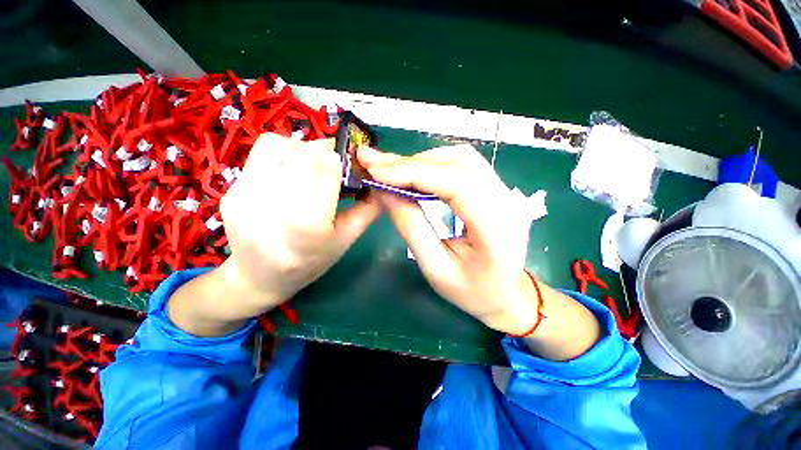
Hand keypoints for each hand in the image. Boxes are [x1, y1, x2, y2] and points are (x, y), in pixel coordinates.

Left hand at [218, 133, 381, 314]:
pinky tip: (289, 174)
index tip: (351, 164)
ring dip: (302, 149)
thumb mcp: (346, 241)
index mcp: (307, 223)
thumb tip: (378, 181)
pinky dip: (283, 155)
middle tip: (335, 165)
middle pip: (303, 152)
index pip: (326, 166)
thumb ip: (367, 210)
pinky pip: (261, 154)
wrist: (258, 278)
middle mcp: (272, 205)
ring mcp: (245, 195)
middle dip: (325, 152)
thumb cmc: (310, 263)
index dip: (343, 159)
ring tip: (310, 168)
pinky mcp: (231, 190)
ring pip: (279, 145)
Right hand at [357, 144, 537, 334]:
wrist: (505, 294)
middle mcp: (506, 201)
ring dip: (421, 160)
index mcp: (497, 228)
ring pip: (460, 158)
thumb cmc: (471, 292)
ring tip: (390, 169)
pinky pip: (463, 164)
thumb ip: (411, 227)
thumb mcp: (435, 268)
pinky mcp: (495, 188)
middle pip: (458, 164)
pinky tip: (414, 172)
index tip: (376, 171)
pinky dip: (434, 164)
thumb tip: (384, 191)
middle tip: (374, 163)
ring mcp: (504, 191)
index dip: (414, 172)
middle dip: (411, 163)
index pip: (456, 184)